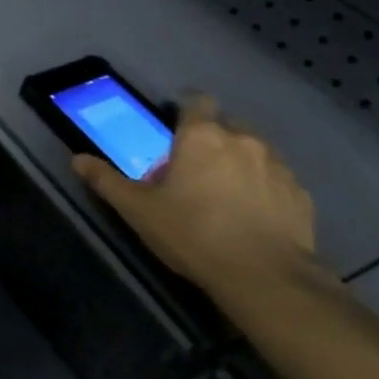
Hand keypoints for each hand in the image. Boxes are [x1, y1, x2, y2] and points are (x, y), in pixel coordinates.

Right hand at [71, 96, 317, 306]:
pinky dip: (266, 190)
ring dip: (241, 164)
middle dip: (212, 141)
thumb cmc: (193, 234)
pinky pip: (278, 181)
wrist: (265, 277)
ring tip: (226, 197)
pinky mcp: (301, 195)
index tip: (177, 131)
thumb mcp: (138, 210)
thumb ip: (106, 181)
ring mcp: (278, 166)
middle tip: (195, 172)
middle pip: (226, 126)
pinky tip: (254, 218)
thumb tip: (77, 159)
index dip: (187, 111)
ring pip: (255, 152)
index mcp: (202, 137)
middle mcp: (243, 140)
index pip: (197, 101)